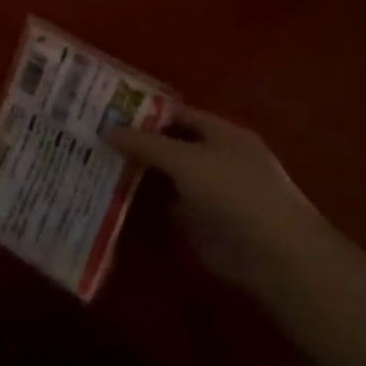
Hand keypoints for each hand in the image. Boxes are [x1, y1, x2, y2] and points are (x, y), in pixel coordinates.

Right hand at [105, 110, 316, 290]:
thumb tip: (107, 129)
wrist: (273, 255)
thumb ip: (146, 145)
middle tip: (92, 136)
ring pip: (166, 176)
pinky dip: (144, 204)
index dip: (144, 111)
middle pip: (170, 145)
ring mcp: (208, 192)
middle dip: (136, 142)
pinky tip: (111, 197)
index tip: (106, 110)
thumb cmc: (234, 192)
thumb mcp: (186, 160)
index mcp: (221, 133)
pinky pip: (165, 206)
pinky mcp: (200, 224)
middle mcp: (215, 158)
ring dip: (137, 173)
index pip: (177, 114)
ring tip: (93, 163)